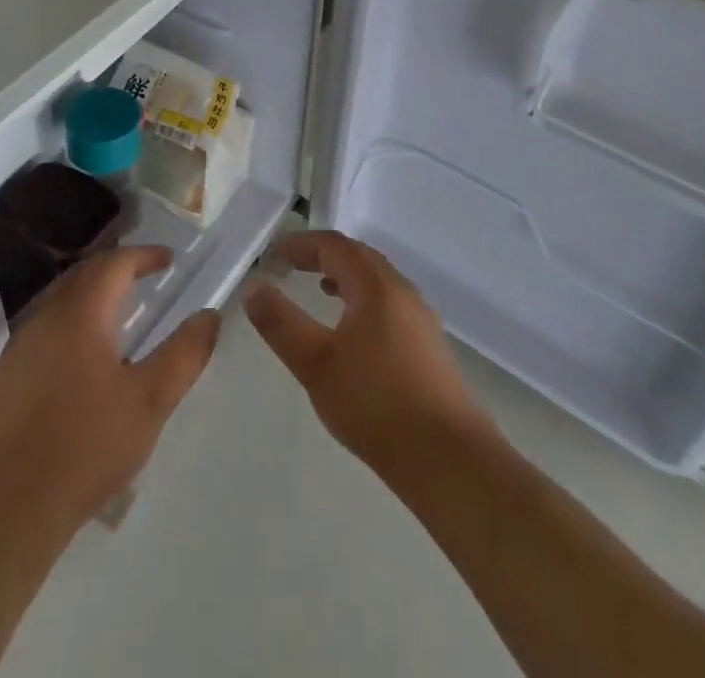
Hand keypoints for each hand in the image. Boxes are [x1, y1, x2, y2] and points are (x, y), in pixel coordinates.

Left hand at [0, 245, 220, 536]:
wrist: (6, 508)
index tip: (168, 259)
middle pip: (83, 276)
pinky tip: (81, 358)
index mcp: (80, 313)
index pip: (114, 264)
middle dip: (115, 269)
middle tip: (143, 276)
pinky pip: (43, 331)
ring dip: (90, 296)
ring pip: (59, 302)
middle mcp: (45, 317)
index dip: (143, 256)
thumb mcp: (150, 401)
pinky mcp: (4, 378)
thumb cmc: (86, 446)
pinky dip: (70, 324)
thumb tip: (209, 316)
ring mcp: (18, 347)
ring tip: (117, 312)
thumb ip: (184, 354)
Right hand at [245, 231, 499, 479]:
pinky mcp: (429, 346)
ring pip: (377, 281)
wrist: (449, 460)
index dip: (301, 244)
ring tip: (320, 290)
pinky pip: (389, 303)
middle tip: (292, 266)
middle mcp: (402, 291)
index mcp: (375, 285)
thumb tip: (254, 288)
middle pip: (358, 256)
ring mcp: (420, 318)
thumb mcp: (315, 364)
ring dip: (345, 277)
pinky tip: (353, 332)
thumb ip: (281, 323)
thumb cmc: (376, 404)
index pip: (334, 245)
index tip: (274, 256)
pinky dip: (363, 299)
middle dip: (323, 255)